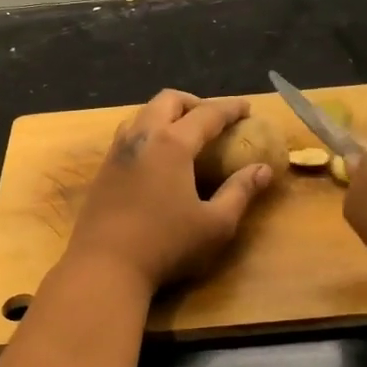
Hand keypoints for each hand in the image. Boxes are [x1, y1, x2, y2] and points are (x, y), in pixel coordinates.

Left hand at [66, 90, 274, 290]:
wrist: (104, 266)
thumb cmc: (166, 245)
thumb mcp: (215, 225)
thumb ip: (240, 192)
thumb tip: (263, 170)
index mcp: (172, 144)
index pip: (207, 114)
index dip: (230, 108)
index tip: (247, 108)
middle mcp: (142, 137)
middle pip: (168, 100)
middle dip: (194, 102)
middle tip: (213, 119)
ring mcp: (117, 152)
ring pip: (142, 114)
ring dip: (166, 114)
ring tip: (184, 134)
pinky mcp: (103, 169)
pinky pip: (128, 134)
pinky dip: (148, 131)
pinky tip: (156, 158)